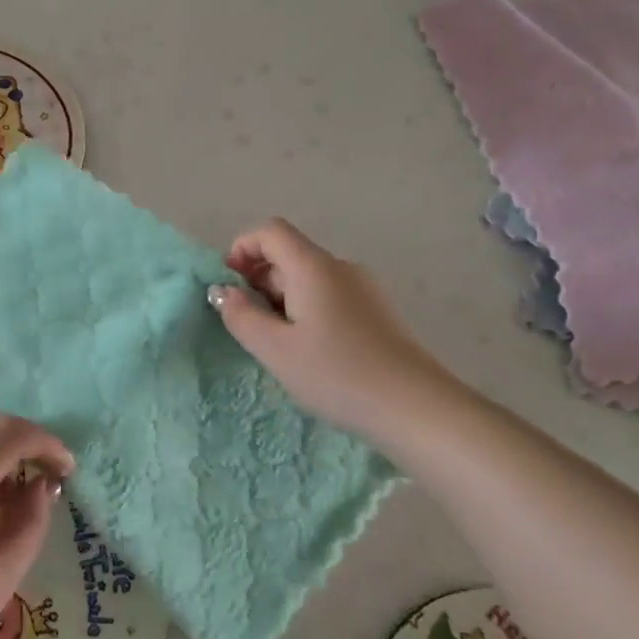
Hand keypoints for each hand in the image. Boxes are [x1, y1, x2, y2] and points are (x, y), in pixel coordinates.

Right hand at [209, 218, 454, 434]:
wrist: (415, 407)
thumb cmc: (337, 374)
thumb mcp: (276, 349)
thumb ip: (241, 316)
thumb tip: (222, 291)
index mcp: (313, 266)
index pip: (270, 231)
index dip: (242, 248)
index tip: (229, 285)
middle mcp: (340, 267)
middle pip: (289, 254)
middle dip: (259, 280)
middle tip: (249, 324)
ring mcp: (364, 288)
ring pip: (309, 278)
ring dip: (282, 299)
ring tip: (279, 344)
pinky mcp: (378, 312)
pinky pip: (330, 296)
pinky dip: (307, 310)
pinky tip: (311, 351)